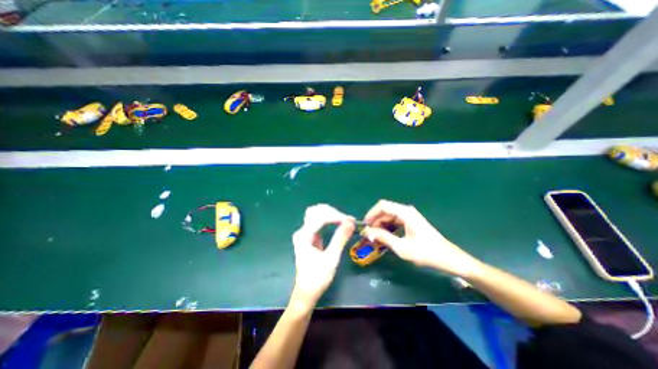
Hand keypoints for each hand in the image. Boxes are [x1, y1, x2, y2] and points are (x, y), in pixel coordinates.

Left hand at [292, 204, 354, 307]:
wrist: (306, 293)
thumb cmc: (317, 278)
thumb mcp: (331, 259)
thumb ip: (340, 239)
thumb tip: (351, 223)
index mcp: (304, 236)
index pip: (320, 217)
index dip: (336, 216)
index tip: (350, 220)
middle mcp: (302, 231)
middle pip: (316, 211)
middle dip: (332, 212)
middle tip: (347, 220)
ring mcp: (305, 233)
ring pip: (317, 214)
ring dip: (331, 214)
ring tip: (344, 220)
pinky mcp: (310, 237)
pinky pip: (319, 222)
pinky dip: (329, 219)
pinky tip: (338, 223)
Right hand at [362, 200, 481, 278]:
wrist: (449, 259)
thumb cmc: (426, 253)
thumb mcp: (402, 247)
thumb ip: (383, 237)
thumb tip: (367, 232)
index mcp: (405, 213)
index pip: (382, 206)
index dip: (371, 214)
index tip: (364, 226)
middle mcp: (406, 211)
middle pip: (384, 211)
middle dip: (375, 222)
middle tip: (368, 235)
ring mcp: (409, 216)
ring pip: (388, 217)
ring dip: (380, 226)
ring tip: (375, 238)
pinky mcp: (410, 222)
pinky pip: (394, 222)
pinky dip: (387, 228)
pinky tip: (385, 238)